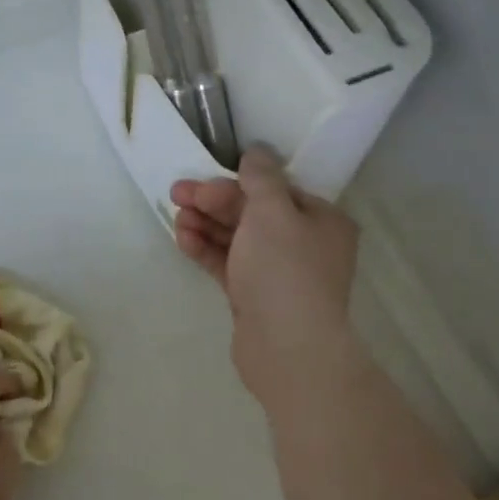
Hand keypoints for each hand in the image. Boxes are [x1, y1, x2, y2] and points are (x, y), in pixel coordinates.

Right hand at [170, 148, 362, 399]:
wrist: (286, 347)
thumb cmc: (284, 270)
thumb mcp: (272, 211)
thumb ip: (260, 178)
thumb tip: (256, 152)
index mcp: (322, 220)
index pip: (277, 190)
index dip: (237, 182)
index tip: (203, 179)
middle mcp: (305, 245)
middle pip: (254, 214)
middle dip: (214, 203)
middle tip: (177, 193)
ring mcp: (279, 274)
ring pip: (239, 240)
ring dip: (207, 225)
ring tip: (176, 218)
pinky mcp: (256, 298)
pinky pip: (230, 265)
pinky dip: (208, 251)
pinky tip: (183, 240)